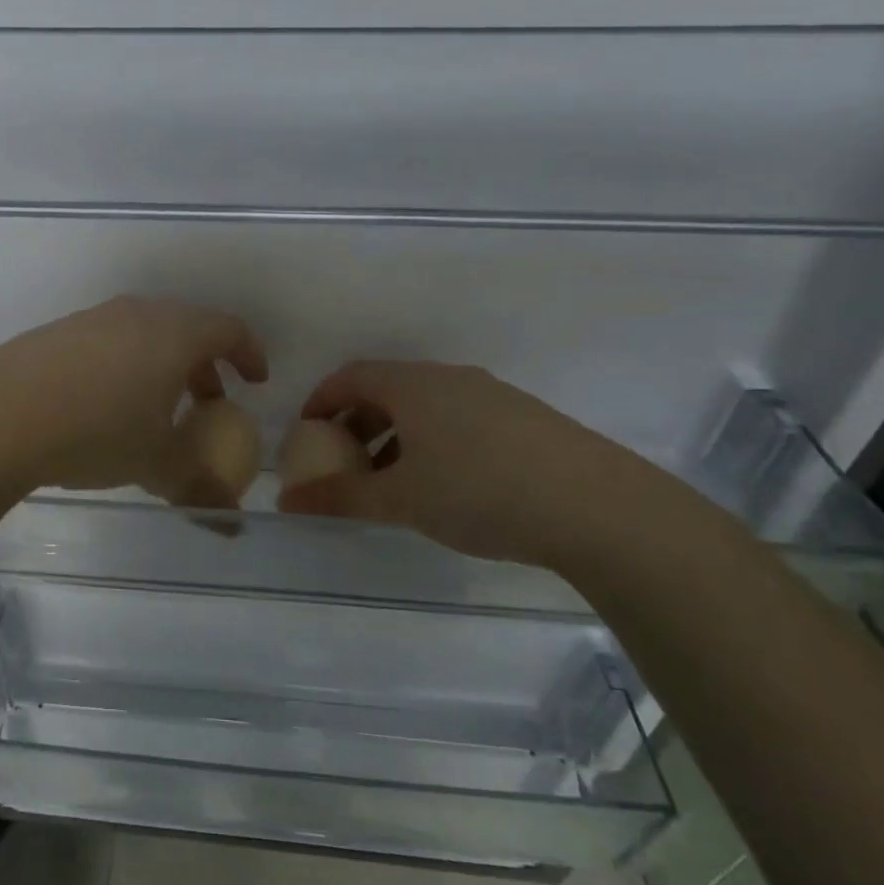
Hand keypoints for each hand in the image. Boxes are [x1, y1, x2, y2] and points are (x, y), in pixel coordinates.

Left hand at [0, 296, 267, 504]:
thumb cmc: (96, 432)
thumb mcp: (156, 465)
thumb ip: (200, 490)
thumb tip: (232, 524)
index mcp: (173, 333)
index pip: (228, 329)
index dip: (250, 354)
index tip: (255, 382)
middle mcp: (137, 314)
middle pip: (187, 327)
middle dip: (206, 364)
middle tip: (208, 402)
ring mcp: (92, 318)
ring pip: (145, 332)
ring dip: (163, 365)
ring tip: (157, 408)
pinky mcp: (57, 332)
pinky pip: (108, 341)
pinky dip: (125, 364)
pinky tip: (105, 404)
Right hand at [276, 361, 718, 571]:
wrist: (597, 508)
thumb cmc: (479, 491)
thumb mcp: (400, 499)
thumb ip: (340, 497)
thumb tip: (286, 502)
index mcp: (414, 385)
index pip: (351, 376)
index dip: (321, 400)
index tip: (305, 432)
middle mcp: (451, 379)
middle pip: (388, 389)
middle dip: (356, 422)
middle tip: (342, 459)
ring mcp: (493, 396)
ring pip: (426, 407)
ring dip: (395, 435)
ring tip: (390, 480)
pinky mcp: (525, 420)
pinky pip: (459, 420)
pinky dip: (432, 442)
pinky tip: (444, 485)